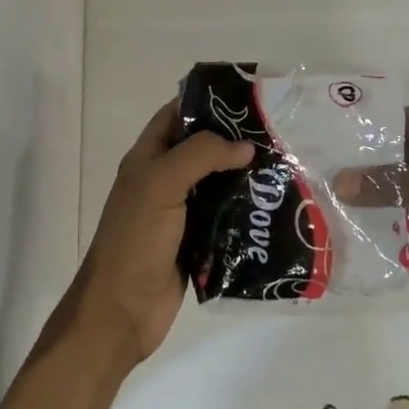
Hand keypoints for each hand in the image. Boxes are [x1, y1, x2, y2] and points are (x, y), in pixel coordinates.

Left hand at [63, 101, 254, 365]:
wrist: (122, 310)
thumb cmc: (136, 241)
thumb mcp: (161, 185)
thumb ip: (200, 155)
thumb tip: (245, 146)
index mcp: (146, 160)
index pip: (175, 117)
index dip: (205, 103)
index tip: (247, 98)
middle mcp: (162, 182)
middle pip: (201, 150)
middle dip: (234, 140)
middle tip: (279, 133)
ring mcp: (179, 215)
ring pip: (216, 185)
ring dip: (245, 177)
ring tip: (286, 166)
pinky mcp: (196, 244)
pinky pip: (224, 220)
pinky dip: (245, 212)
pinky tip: (274, 207)